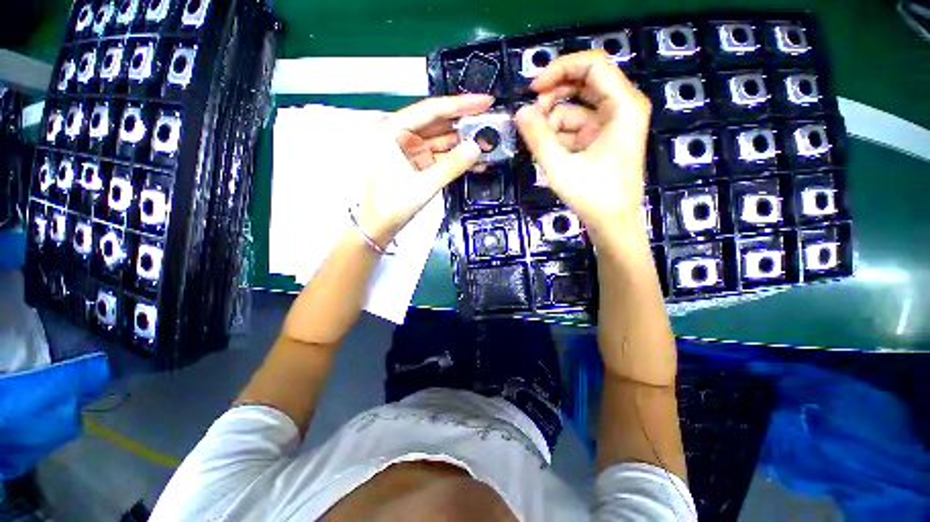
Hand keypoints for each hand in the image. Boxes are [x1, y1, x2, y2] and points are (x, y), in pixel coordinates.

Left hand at [353, 95, 492, 247]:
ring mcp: (407, 150)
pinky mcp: (414, 163)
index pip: (432, 109)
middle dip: (464, 125)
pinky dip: (454, 158)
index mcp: (392, 130)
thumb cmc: (391, 205)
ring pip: (439, 140)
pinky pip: (437, 155)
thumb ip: (452, 165)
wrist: (377, 226)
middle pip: (437, 123)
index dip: (461, 105)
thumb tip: (476, 148)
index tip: (484, 102)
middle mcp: (399, 135)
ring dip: (461, 143)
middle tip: (489, 123)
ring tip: (485, 143)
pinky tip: (471, 160)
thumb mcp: (424, 184)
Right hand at [514, 51, 651, 243]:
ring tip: (538, 144)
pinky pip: (575, 126)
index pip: (593, 65)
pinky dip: (558, 135)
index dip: (560, 69)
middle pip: (583, 84)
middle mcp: (621, 108)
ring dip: (552, 122)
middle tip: (530, 118)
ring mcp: (611, 124)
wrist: (612, 224)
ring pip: (575, 107)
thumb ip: (538, 137)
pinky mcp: (601, 139)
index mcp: (623, 106)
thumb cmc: (593, 196)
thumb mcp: (560, 166)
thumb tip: (519, 112)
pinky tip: (547, 152)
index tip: (533, 89)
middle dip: (553, 98)